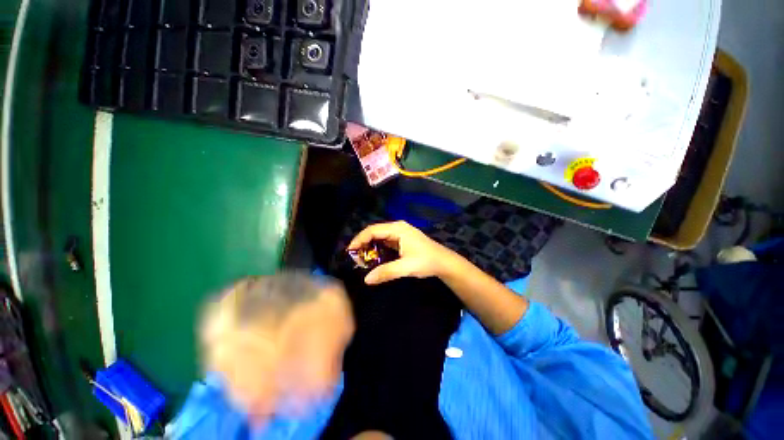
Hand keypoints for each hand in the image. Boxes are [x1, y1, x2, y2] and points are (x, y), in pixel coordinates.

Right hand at [348, 221, 454, 284]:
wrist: (444, 262)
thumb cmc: (426, 261)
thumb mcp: (406, 267)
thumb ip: (386, 272)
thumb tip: (366, 279)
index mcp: (398, 229)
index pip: (373, 230)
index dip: (359, 239)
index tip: (350, 251)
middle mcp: (397, 227)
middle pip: (375, 232)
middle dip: (363, 243)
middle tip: (354, 257)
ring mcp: (400, 233)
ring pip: (379, 237)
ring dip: (370, 246)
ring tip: (361, 258)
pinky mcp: (402, 239)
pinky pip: (385, 241)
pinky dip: (377, 248)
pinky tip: (373, 257)